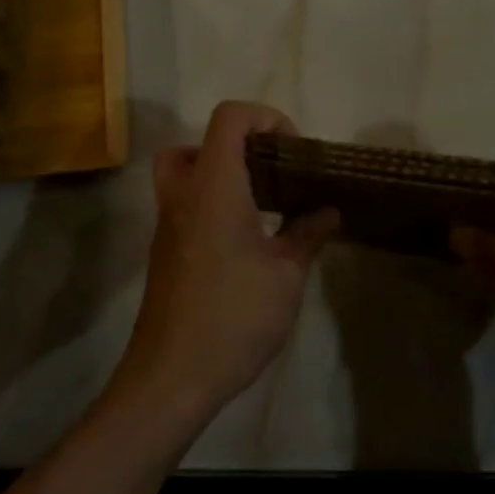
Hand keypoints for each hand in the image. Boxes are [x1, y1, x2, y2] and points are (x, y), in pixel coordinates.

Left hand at [114, 101, 338, 423]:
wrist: (171, 376)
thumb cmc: (234, 315)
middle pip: (198, 143)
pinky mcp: (165, 253)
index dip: (265, 117)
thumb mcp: (286, 274)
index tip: (293, 151)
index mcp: (214, 185)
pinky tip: (247, 242)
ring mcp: (168, 225)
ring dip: (223, 175)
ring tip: (265, 205)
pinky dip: (212, 204)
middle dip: (238, 146)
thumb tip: (329, 209)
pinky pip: (185, 206)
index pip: (229, 117)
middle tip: (273, 173)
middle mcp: (183, 195)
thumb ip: (308, 233)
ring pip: (186, 174)